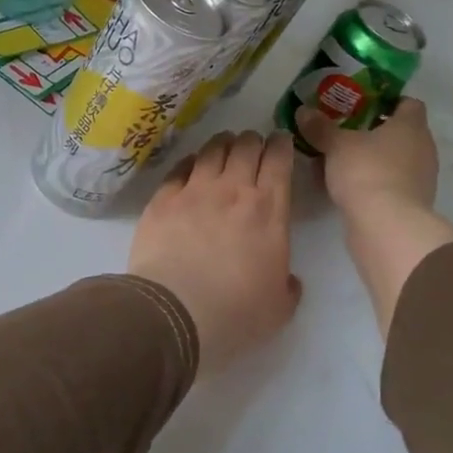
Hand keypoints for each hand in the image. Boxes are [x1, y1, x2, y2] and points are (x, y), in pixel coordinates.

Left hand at [129, 131, 301, 374]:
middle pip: (246, 147)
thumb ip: (288, 286)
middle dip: (253, 140)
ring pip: (212, 150)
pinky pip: (179, 167)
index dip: (282, 145)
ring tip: (225, 144)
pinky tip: (191, 165)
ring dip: (223, 143)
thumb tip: (288, 279)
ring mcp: (195, 190)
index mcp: (268, 210)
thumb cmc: (236, 312)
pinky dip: (190, 161)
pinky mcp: (163, 198)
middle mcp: (233, 189)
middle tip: (254, 144)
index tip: (282, 140)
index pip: (279, 161)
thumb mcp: (279, 308)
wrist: (175, 312)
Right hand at [295, 99, 452, 336]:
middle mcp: (423, 149)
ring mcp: (421, 179)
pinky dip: (373, 181)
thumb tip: (303, 110)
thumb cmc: (366, 172)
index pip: (409, 104)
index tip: (362, 104)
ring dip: (372, 158)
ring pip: (395, 159)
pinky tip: (346, 185)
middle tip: (345, 130)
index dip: (388, 101)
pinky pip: (391, 183)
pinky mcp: (412, 204)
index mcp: (411, 126)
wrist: (386, 227)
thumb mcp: (336, 145)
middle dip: (374, 131)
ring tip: (340, 159)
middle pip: (401, 132)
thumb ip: (320, 127)